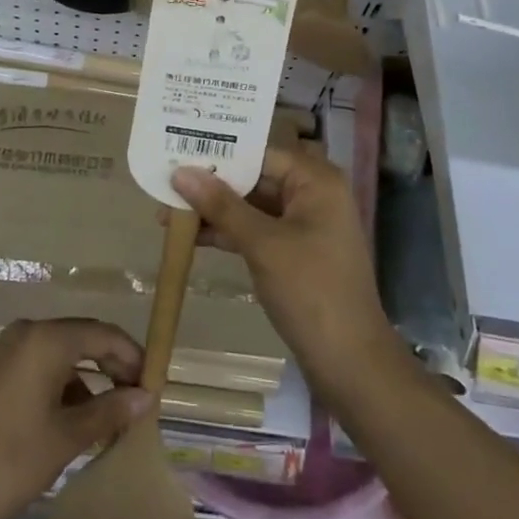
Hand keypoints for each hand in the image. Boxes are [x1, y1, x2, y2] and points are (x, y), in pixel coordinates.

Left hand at [0, 318, 153, 518]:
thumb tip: (145, 397)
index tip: (152, 381)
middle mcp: (25, 332)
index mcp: (45, 339)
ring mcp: (3, 350)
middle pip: (79, 338)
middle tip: (133, 397)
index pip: (101, 334)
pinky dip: (57, 384)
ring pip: (57, 354)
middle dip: (109, 365)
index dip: (130, 355)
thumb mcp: (65, 439)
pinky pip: (35, 365)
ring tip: (103, 415)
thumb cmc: (7, 462)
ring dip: (83, 378)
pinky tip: (66, 418)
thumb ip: (108, 411)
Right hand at [169, 144, 400, 391]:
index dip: (219, 154)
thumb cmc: (311, 292)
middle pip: (256, 178)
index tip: (177, 152)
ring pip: (253, 206)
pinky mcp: (296, 253)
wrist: (352, 366)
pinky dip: (230, 233)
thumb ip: (221, 205)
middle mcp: (313, 194)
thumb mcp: (262, 245)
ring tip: (169, 212)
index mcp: (315, 180)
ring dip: (216, 210)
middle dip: (213, 184)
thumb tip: (180, 173)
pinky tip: (195, 237)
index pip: (260, 154)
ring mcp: (305, 225)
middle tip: (166, 182)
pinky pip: (258, 230)